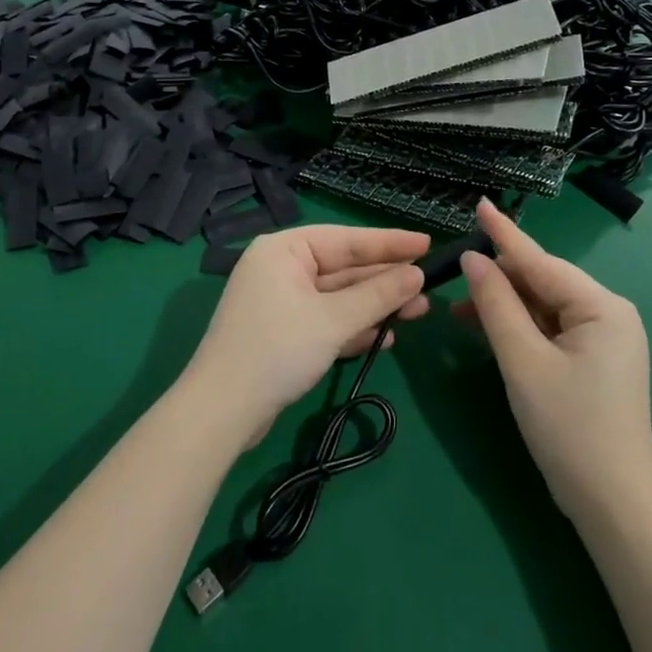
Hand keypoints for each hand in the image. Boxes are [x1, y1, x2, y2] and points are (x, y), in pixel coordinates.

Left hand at [183, 225, 429, 442]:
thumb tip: (417, 275)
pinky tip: (385, 338)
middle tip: (429, 286)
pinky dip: (353, 327)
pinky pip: (326, 320)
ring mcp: (281, 301)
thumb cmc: (277, 350)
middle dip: (385, 281)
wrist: (222, 412)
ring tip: (418, 312)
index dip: (390, 243)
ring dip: (375, 306)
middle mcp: (281, 268)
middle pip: (344, 268)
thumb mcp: (333, 320)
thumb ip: (377, 295)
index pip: (346, 239)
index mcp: (284, 250)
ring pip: (338, 297)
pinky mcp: (283, 332)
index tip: (428, 243)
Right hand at [456, 199, 651, 521]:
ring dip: (505, 306)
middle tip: (454, 275)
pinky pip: (551, 329)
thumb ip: (495, 304)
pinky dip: (520, 328)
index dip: (503, 233)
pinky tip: (488, 330)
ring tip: (460, 311)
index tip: (479, 202)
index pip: (540, 261)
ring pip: (544, 306)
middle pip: (543, 282)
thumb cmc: (568, 428)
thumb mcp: (522, 361)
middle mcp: (609, 313)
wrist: (612, 505)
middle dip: (499, 279)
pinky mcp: (594, 360)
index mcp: (601, 306)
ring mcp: (604, 339)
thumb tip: (473, 259)